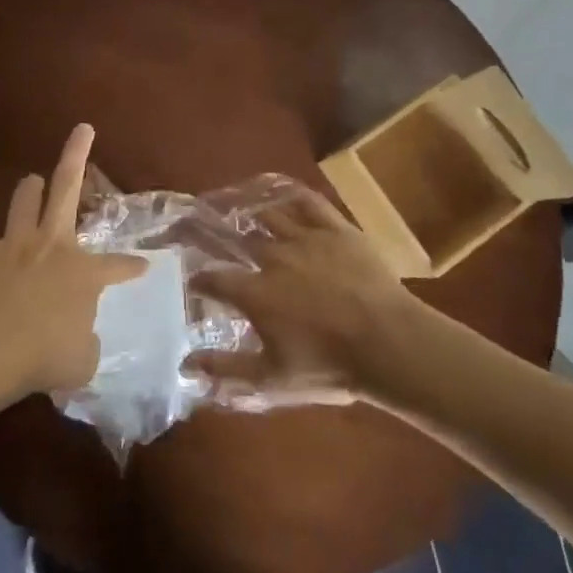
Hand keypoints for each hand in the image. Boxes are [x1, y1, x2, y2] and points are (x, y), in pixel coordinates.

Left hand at [0, 123, 147, 396]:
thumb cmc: (46, 356)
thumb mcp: (82, 360)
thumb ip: (86, 344)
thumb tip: (83, 340)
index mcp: (84, 271)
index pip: (118, 265)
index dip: (132, 266)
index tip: (143, 266)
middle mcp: (53, 245)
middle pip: (66, 187)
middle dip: (76, 153)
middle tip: (82, 129)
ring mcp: (15, 245)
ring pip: (24, 200)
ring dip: (29, 190)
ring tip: (32, 183)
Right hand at [188, 186, 422, 401]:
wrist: (387, 343)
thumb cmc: (327, 366)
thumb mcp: (271, 379)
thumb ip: (225, 369)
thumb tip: (185, 364)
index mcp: (254, 292)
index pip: (213, 279)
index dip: (201, 280)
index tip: (197, 283)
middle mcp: (272, 258)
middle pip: (239, 241)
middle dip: (222, 240)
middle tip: (214, 238)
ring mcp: (305, 238)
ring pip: (270, 217)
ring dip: (253, 216)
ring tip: (245, 215)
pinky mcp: (336, 229)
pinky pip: (309, 202)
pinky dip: (292, 196)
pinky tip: (284, 194)